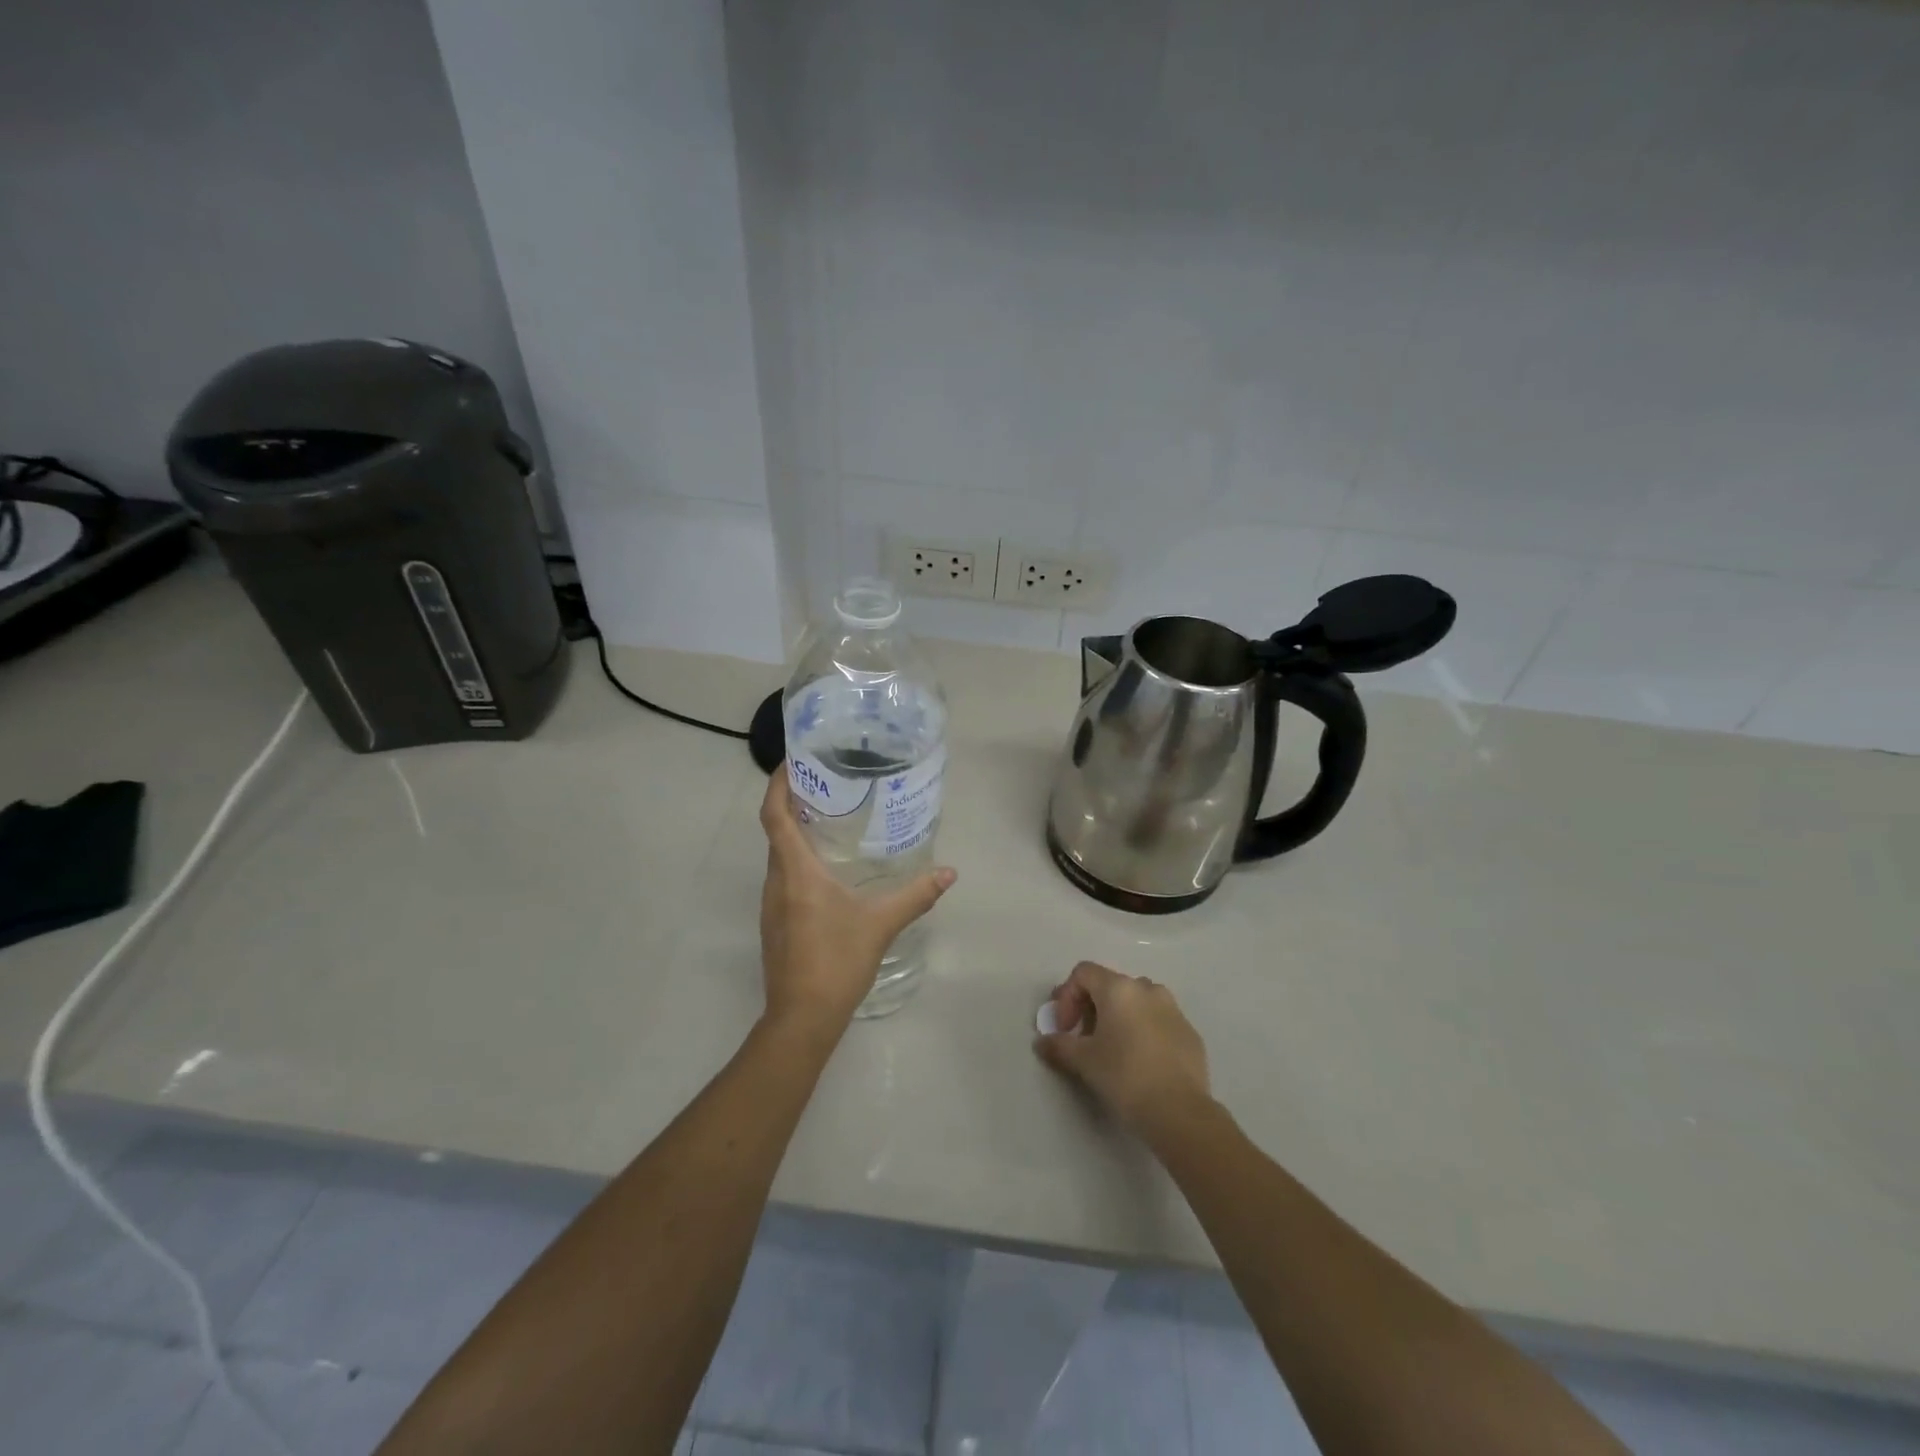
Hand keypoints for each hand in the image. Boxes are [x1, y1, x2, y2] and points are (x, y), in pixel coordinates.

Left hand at [757, 768, 957, 1036]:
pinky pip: (782, 879)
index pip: (774, 816)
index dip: (778, 785)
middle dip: (792, 804)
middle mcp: (776, 882)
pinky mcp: (776, 924)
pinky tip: (827, 870)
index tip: (792, 761)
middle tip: (826, 785)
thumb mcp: (881, 924)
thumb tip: (949, 872)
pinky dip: (798, 861)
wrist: (801, 1019)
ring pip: (778, 857)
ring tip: (830, 820)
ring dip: (794, 834)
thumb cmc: (837, 962)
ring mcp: (771, 906)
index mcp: (796, 873)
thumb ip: (916, 895)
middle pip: (775, 832)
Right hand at [1034, 961, 1212, 1142]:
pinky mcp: (1189, 1032)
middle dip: (1091, 1008)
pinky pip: (1158, 1021)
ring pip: (1137, 1002)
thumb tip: (1042, 1042)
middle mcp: (1147, 989)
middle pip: (1110, 985)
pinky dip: (1143, 1031)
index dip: (1066, 996)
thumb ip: (1059, 1045)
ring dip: (1119, 1017)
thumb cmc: (1124, 1076)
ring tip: (1112, 1049)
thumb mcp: (1084, 1061)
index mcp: (1119, 989)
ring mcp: (1173, 1009)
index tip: (1065, 1028)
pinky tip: (1140, 1062)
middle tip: (1083, 1039)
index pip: (1083, 973)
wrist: (1179, 1112)